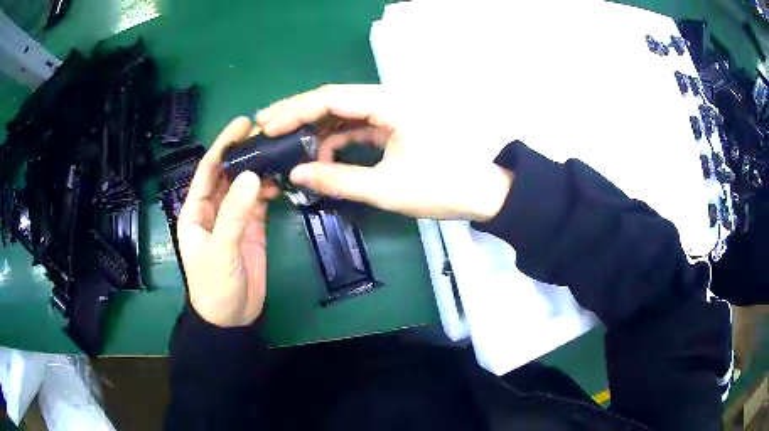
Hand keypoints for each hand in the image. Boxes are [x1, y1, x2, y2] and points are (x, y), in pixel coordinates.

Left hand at [177, 117, 278, 326]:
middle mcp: (213, 210)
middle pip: (228, 174)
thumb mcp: (221, 250)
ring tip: (279, 154)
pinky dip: (268, 190)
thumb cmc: (215, 286)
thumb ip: (234, 214)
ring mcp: (234, 219)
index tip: (243, 123)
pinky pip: (259, 203)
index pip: (208, 171)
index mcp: (196, 211)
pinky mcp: (252, 230)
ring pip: (245, 186)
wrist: (231, 319)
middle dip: (244, 153)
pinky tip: (280, 181)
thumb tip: (251, 176)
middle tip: (268, 133)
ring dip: (259, 170)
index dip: (223, 145)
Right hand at [256, 84, 513, 221]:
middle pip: (335, 100)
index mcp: (389, 103)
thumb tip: (296, 174)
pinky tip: (321, 155)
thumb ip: (337, 179)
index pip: (331, 98)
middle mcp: (389, 99)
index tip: (268, 127)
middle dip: (299, 114)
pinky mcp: (397, 125)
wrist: (487, 193)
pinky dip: (338, 139)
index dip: (295, 111)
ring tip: (288, 145)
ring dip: (317, 129)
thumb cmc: (443, 187)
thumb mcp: (386, 188)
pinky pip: (360, 126)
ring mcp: (394, 112)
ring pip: (345, 113)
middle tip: (267, 128)